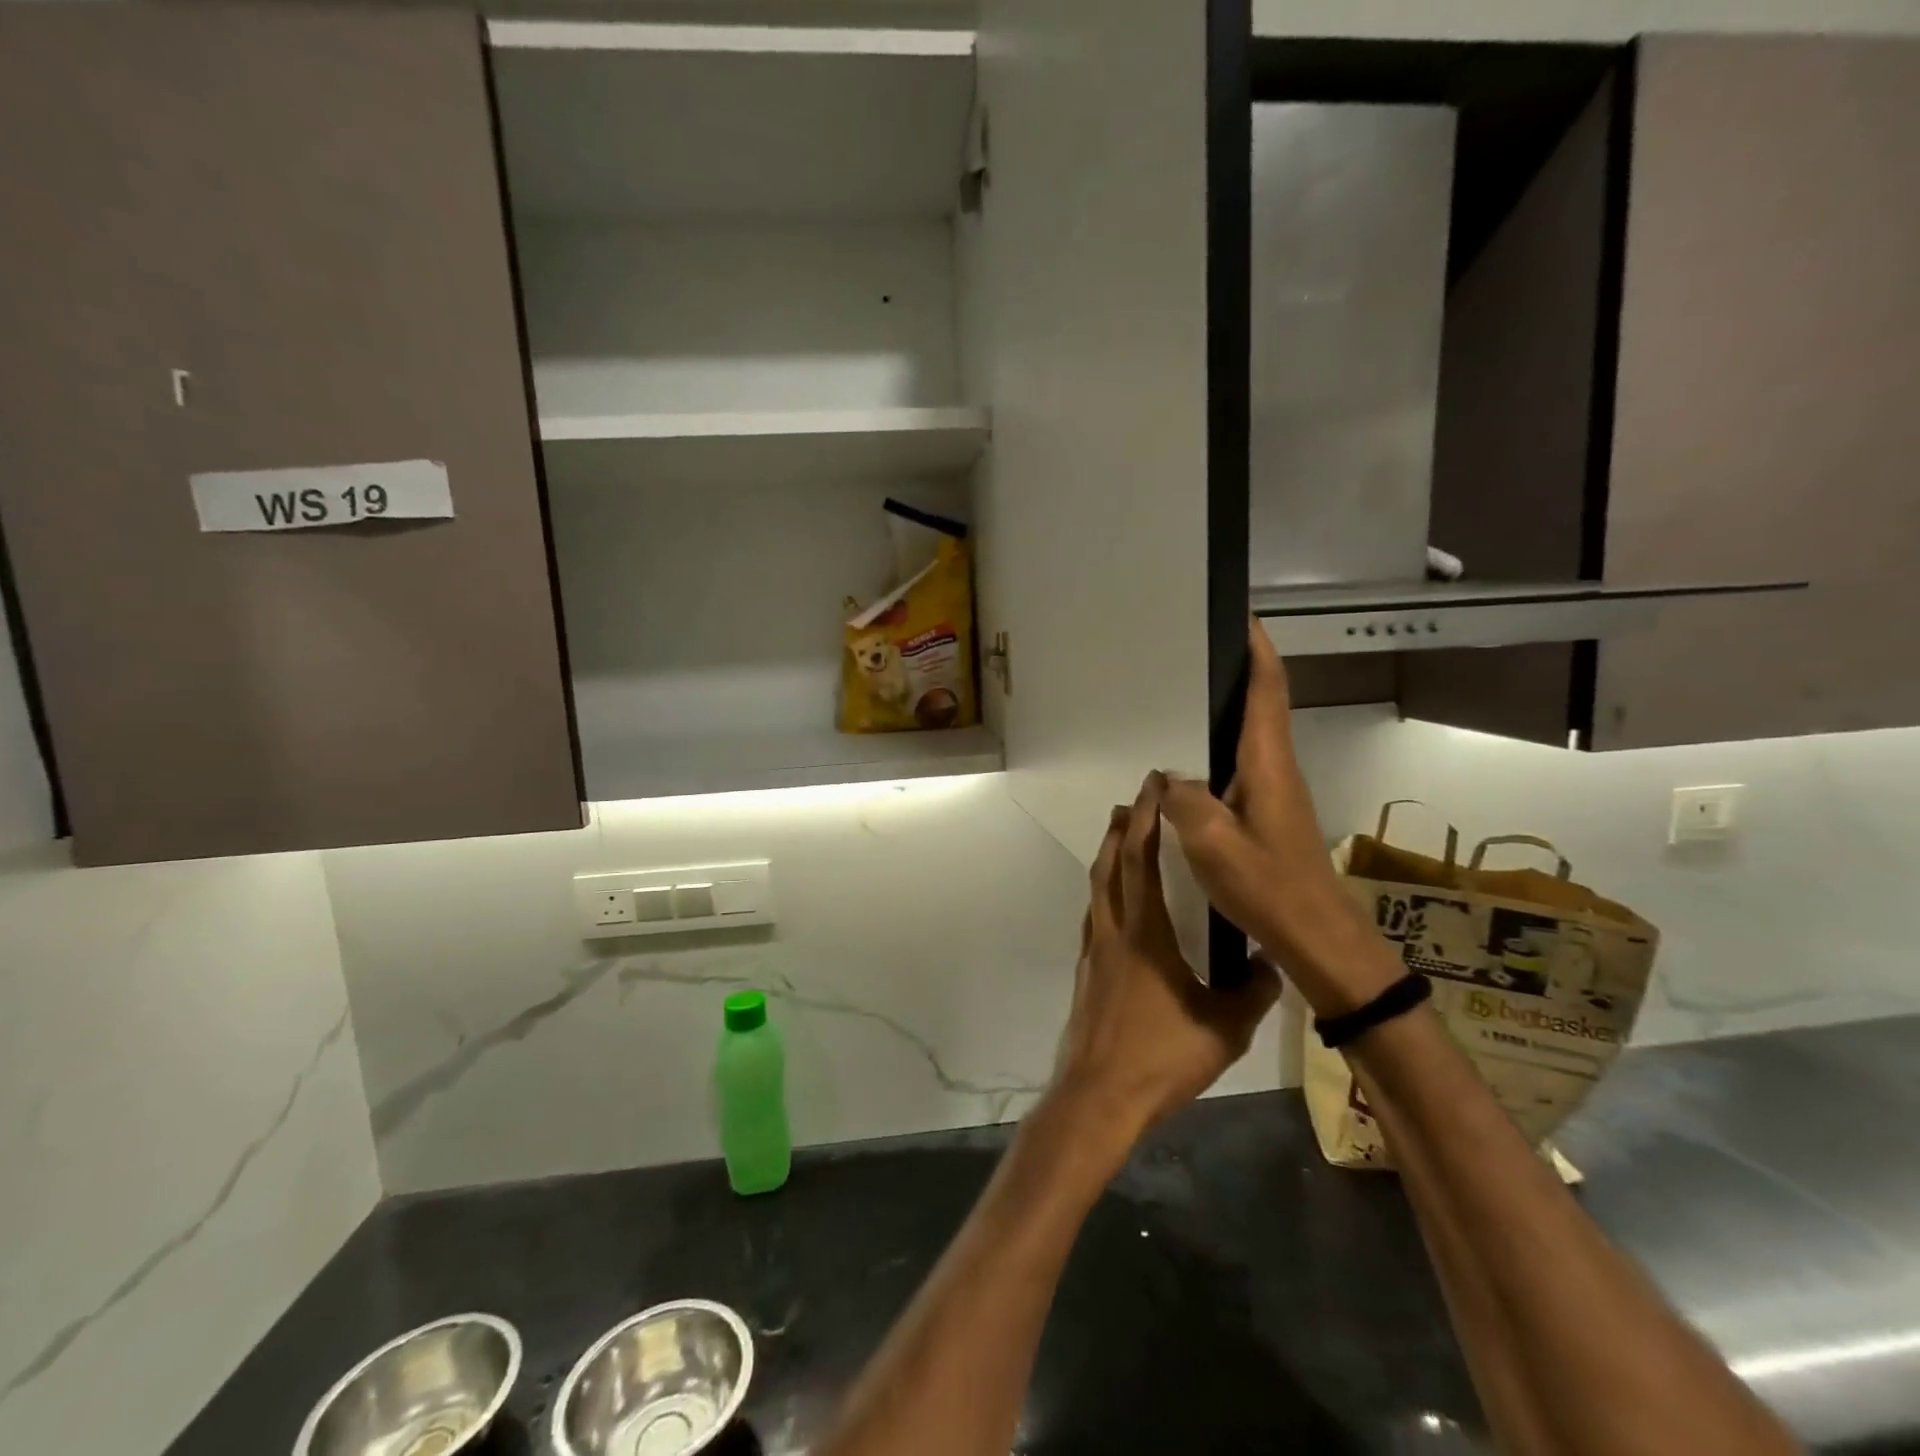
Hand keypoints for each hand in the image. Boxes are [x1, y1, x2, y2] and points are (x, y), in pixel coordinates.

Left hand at [1050, 775, 1280, 1150]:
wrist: (1099, 1096)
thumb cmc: (1161, 1058)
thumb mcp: (1224, 1028)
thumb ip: (1252, 992)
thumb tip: (1270, 963)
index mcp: (1145, 933)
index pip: (1140, 859)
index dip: (1146, 818)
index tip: (1154, 786)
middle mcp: (1112, 931)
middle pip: (1110, 864)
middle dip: (1121, 826)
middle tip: (1135, 800)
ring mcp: (1093, 950)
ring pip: (1097, 887)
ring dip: (1108, 855)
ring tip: (1121, 837)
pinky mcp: (1085, 971)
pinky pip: (1094, 915)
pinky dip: (1104, 892)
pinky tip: (1116, 904)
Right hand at [1157, 618, 1399, 1016]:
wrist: (1316, 937)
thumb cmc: (1268, 887)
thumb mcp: (1211, 843)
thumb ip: (1184, 800)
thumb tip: (1167, 777)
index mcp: (1267, 764)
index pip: (1267, 692)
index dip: (1258, 652)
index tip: (1243, 617)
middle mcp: (1275, 769)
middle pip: (1259, 706)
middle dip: (1235, 673)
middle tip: (1191, 655)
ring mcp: (1274, 793)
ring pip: (1246, 739)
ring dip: (1222, 714)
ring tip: (1179, 702)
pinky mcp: (1266, 815)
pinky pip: (1236, 770)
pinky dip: (1213, 755)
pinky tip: (1183, 771)